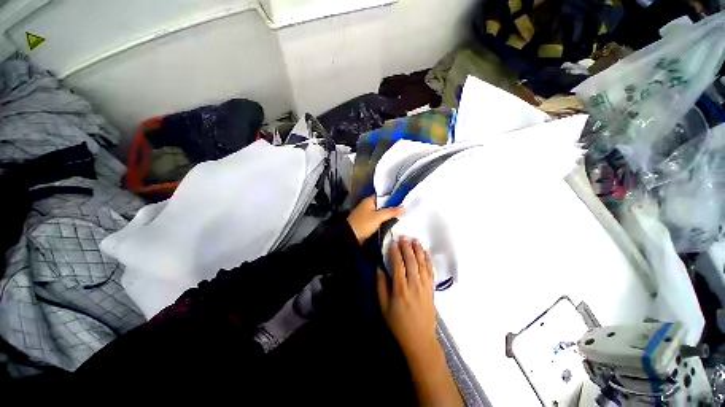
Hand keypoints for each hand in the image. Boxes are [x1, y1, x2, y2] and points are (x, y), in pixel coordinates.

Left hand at [347, 196, 402, 244]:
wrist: (350, 237)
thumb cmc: (364, 224)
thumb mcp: (378, 217)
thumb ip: (391, 212)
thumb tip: (404, 207)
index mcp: (369, 200)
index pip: (383, 196)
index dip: (393, 197)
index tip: (404, 200)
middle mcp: (368, 205)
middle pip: (383, 204)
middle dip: (393, 207)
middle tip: (405, 209)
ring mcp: (367, 214)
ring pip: (381, 212)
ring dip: (389, 215)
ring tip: (402, 215)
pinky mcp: (368, 222)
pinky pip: (378, 219)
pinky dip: (385, 220)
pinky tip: (393, 223)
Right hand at [377, 238, 436, 356]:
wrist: (420, 339)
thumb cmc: (398, 324)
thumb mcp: (383, 307)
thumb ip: (381, 286)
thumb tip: (380, 268)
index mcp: (400, 290)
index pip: (398, 265)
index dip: (395, 252)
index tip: (393, 242)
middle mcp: (414, 285)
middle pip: (411, 261)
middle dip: (407, 247)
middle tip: (403, 237)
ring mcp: (425, 287)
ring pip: (422, 264)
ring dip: (418, 250)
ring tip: (415, 240)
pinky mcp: (431, 290)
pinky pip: (430, 271)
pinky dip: (428, 260)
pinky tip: (425, 253)